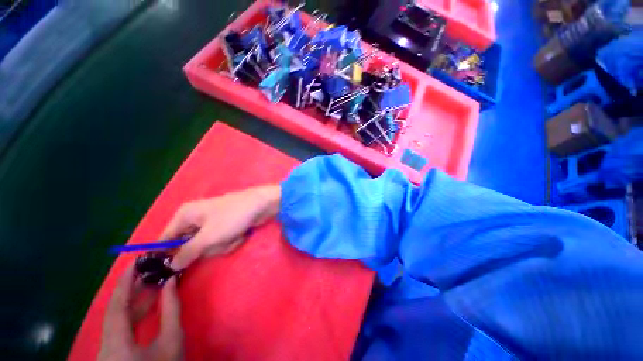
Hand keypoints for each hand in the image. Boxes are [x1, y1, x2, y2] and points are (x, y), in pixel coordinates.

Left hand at [98, 266, 182, 360]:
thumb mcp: (172, 339)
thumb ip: (172, 309)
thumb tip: (171, 282)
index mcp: (116, 341)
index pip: (116, 304)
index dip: (125, 282)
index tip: (136, 262)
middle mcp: (106, 343)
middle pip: (115, 309)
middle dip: (132, 288)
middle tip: (149, 268)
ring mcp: (108, 349)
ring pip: (118, 318)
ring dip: (135, 299)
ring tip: (152, 281)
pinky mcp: (114, 352)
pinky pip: (120, 326)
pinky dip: (134, 312)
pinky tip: (148, 303)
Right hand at [161, 185, 280, 269]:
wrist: (262, 205)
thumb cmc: (233, 217)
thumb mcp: (208, 237)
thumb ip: (187, 252)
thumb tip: (171, 266)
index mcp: (185, 215)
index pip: (165, 239)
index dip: (166, 255)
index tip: (167, 271)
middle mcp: (196, 218)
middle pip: (190, 246)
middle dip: (207, 249)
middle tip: (219, 242)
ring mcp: (212, 223)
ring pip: (209, 247)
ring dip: (222, 245)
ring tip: (233, 235)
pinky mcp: (225, 226)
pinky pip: (222, 242)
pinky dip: (232, 241)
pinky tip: (241, 234)